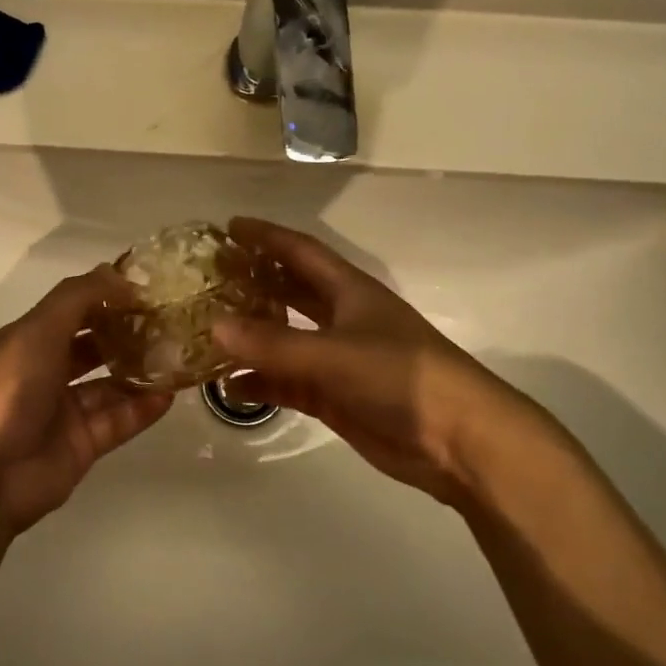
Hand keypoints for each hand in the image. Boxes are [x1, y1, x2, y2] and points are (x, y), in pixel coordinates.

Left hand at [0, 268, 173, 531]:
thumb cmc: (7, 390)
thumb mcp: (38, 330)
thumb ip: (79, 297)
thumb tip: (118, 273)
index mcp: (28, 340)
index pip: (73, 309)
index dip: (106, 296)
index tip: (148, 288)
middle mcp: (45, 371)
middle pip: (93, 346)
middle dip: (127, 333)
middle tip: (171, 322)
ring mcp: (63, 411)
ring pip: (109, 384)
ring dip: (140, 370)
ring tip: (178, 356)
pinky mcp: (81, 445)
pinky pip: (118, 421)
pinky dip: (142, 408)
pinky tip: (169, 395)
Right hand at [213, 217, 561, 504]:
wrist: (459, 439)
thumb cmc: (402, 376)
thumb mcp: (335, 353)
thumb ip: (274, 343)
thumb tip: (215, 325)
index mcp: (349, 291)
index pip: (300, 251)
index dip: (266, 236)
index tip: (228, 227)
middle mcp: (341, 318)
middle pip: (289, 291)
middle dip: (252, 283)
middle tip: (208, 279)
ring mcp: (338, 360)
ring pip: (285, 340)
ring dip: (251, 336)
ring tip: (207, 332)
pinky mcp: (336, 397)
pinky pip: (288, 383)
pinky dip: (261, 383)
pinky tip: (229, 386)